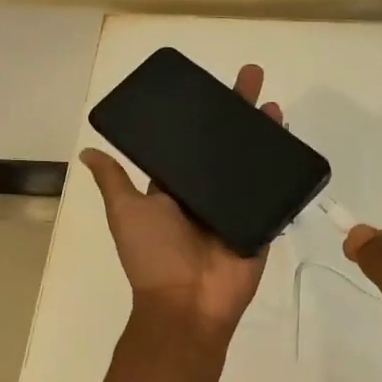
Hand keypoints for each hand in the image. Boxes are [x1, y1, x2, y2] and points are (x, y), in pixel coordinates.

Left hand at [80, 63, 282, 337]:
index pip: (193, 144)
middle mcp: (208, 194)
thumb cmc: (154, 256)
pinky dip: (285, 171)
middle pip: (228, 146)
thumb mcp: (126, 213)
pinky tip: (293, 144)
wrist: (188, 303)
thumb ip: (114, 183)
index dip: (204, 116)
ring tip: (274, 106)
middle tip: (252, 77)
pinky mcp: (260, 223)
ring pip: (254, 164)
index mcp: (177, 190)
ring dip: (265, 135)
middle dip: (240, 113)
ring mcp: (237, 209)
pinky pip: (275, 194)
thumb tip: (88, 151)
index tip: (214, 87)